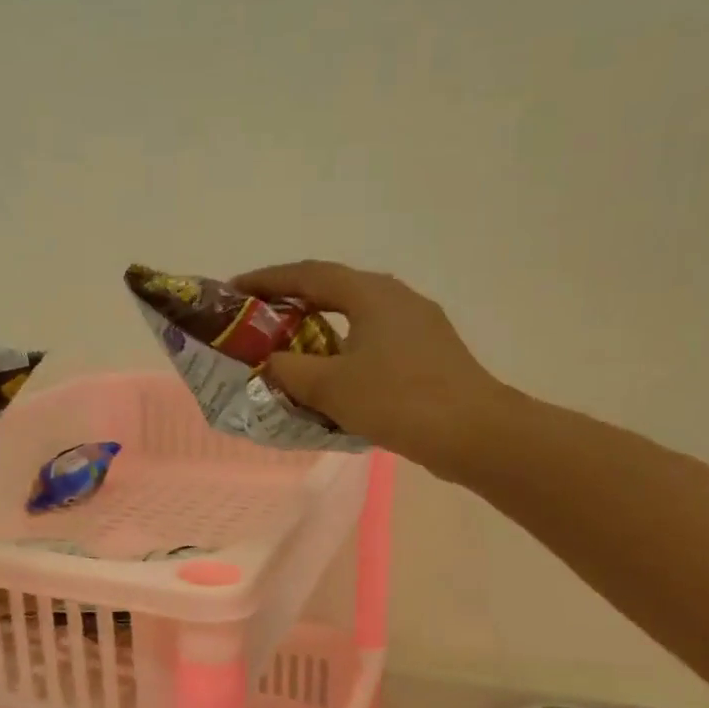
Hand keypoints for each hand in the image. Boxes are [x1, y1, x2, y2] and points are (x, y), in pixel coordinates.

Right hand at [232, 261, 507, 482]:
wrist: (474, 433)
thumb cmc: (398, 400)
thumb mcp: (330, 386)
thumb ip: (289, 369)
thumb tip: (271, 362)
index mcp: (371, 293)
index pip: (307, 274)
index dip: (267, 280)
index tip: (234, 290)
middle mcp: (395, 297)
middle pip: (333, 289)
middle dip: (292, 301)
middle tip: (257, 319)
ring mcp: (417, 324)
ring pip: (355, 316)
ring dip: (318, 327)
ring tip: (289, 347)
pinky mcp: (428, 351)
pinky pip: (373, 339)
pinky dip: (343, 349)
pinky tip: (332, 375)